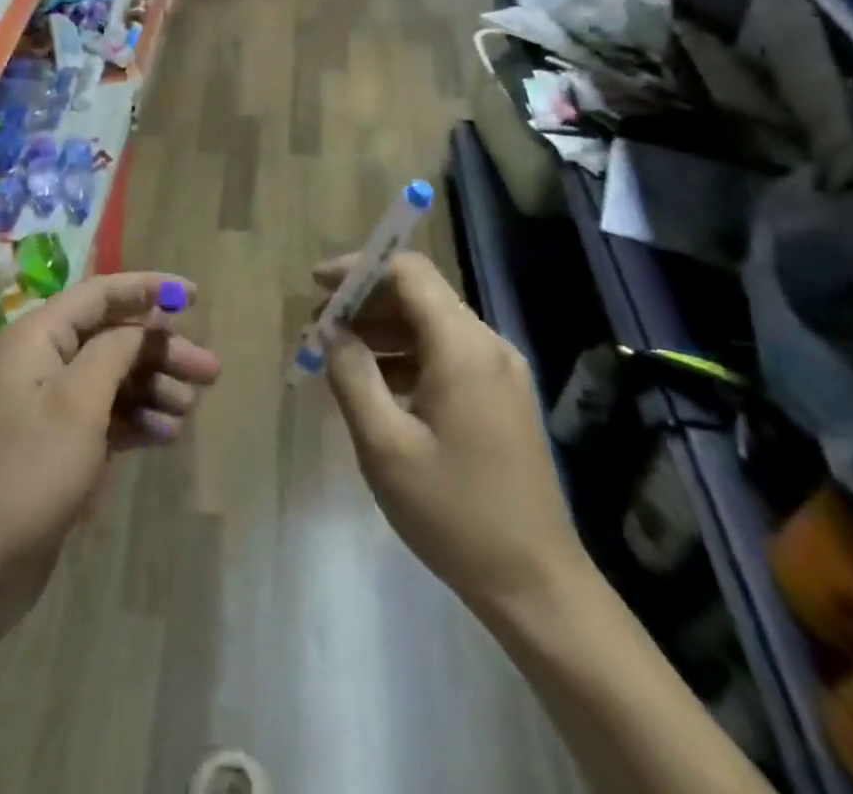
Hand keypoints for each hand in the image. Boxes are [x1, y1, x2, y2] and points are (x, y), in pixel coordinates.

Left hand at [0, 272, 220, 632]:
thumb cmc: (24, 475)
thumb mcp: (77, 405)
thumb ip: (115, 352)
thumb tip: (143, 324)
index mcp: (35, 338)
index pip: (99, 295)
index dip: (147, 289)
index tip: (195, 296)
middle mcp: (39, 362)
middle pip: (111, 338)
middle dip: (160, 350)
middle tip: (211, 371)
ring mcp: (44, 407)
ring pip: (110, 378)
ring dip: (152, 387)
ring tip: (189, 409)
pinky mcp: (53, 446)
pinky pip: (102, 417)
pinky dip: (135, 420)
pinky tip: (167, 436)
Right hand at [320, 252, 585, 620]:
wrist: (536, 584)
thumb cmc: (453, 512)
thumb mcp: (384, 445)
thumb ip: (351, 375)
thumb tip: (332, 330)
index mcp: (463, 347)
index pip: (409, 272)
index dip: (359, 269)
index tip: (316, 287)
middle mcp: (488, 345)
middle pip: (419, 294)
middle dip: (364, 302)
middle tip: (318, 328)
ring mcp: (500, 371)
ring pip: (431, 324)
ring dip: (382, 330)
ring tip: (337, 354)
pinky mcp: (502, 396)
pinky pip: (446, 353)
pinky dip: (406, 355)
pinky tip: (376, 384)